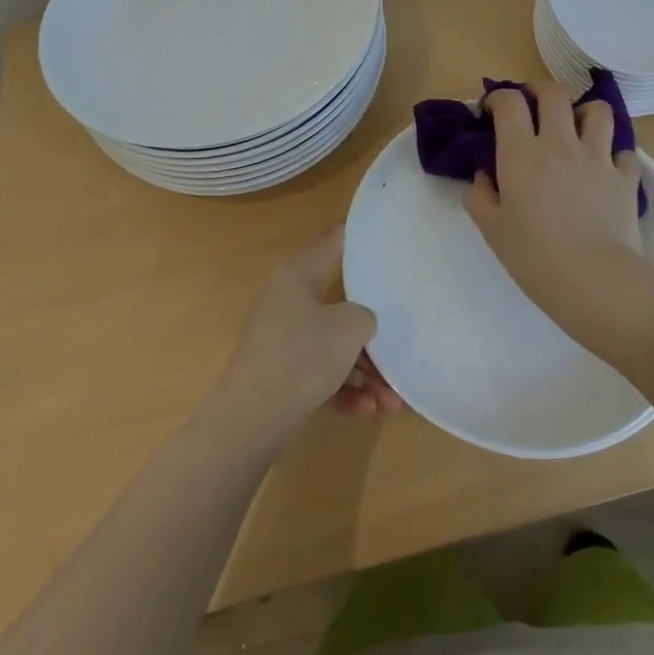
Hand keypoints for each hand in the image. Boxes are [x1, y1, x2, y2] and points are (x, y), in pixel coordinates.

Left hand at [219, 228, 401, 437]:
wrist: (251, 420)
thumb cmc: (303, 356)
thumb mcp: (350, 327)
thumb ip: (367, 315)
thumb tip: (362, 321)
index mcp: (298, 276)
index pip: (333, 242)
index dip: (359, 235)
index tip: (385, 234)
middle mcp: (288, 301)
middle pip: (341, 305)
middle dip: (373, 334)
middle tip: (401, 345)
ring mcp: (283, 340)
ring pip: (334, 348)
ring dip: (366, 373)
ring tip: (392, 401)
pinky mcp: (282, 376)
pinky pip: (322, 375)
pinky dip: (346, 391)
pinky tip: (370, 411)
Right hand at [464, 83, 653, 359]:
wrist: (595, 281)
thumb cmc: (535, 257)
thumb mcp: (492, 230)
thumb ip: (480, 196)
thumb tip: (483, 176)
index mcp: (522, 153)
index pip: (510, 101)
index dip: (498, 97)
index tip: (492, 110)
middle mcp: (560, 144)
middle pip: (554, 93)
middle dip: (540, 91)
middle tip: (533, 107)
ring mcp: (597, 157)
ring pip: (598, 111)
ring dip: (584, 113)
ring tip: (576, 128)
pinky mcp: (625, 177)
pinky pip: (624, 151)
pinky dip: (614, 154)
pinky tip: (605, 168)